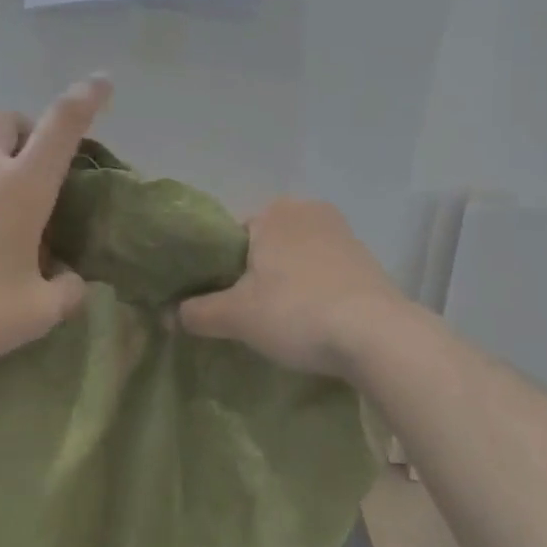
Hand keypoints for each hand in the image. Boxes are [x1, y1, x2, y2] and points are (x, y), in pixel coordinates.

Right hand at [178, 197, 408, 378]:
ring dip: (287, 282)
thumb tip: (169, 315)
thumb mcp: (237, 316)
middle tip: (249, 314)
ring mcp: (343, 234)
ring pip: (297, 257)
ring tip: (282, 322)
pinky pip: (325, 271)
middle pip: (266, 245)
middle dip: (255, 274)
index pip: (231, 236)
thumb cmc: (297, 312)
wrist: (377, 335)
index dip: (220, 270)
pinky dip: (315, 290)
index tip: (222, 301)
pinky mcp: (367, 260)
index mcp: (274, 212)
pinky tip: (314, 320)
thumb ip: (198, 312)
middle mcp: (309, 211)